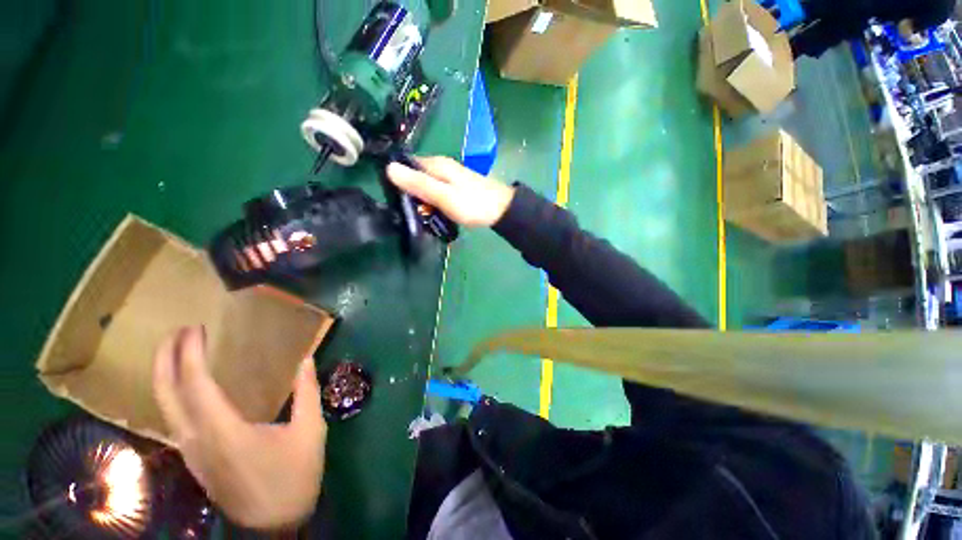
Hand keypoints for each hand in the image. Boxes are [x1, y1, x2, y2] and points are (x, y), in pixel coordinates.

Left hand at [152, 326, 325, 529]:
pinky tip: (186, 388)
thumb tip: (305, 359)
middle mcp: (197, 439)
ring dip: (166, 376)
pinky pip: (174, 419)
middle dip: (166, 360)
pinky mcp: (193, 459)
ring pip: (164, 408)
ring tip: (176, 352)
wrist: (274, 523)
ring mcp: (190, 451)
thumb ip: (307, 392)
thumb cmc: (294, 475)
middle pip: (167, 395)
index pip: (197, 385)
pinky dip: (173, 395)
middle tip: (176, 332)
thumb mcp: (309, 430)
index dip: (192, 355)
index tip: (196, 329)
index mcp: (225, 431)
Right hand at [386, 156, 514, 226]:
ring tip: (421, 215)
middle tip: (409, 212)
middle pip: (416, 176)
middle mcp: (442, 166)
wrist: (502, 210)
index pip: (406, 164)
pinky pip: (437, 192)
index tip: (392, 198)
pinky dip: (433, 202)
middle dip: (410, 193)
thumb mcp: (443, 195)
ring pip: (427, 186)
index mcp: (436, 164)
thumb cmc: (472, 203)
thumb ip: (419, 184)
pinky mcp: (456, 188)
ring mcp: (450, 177)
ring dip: (422, 200)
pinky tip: (434, 213)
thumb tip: (388, 167)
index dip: (397, 179)